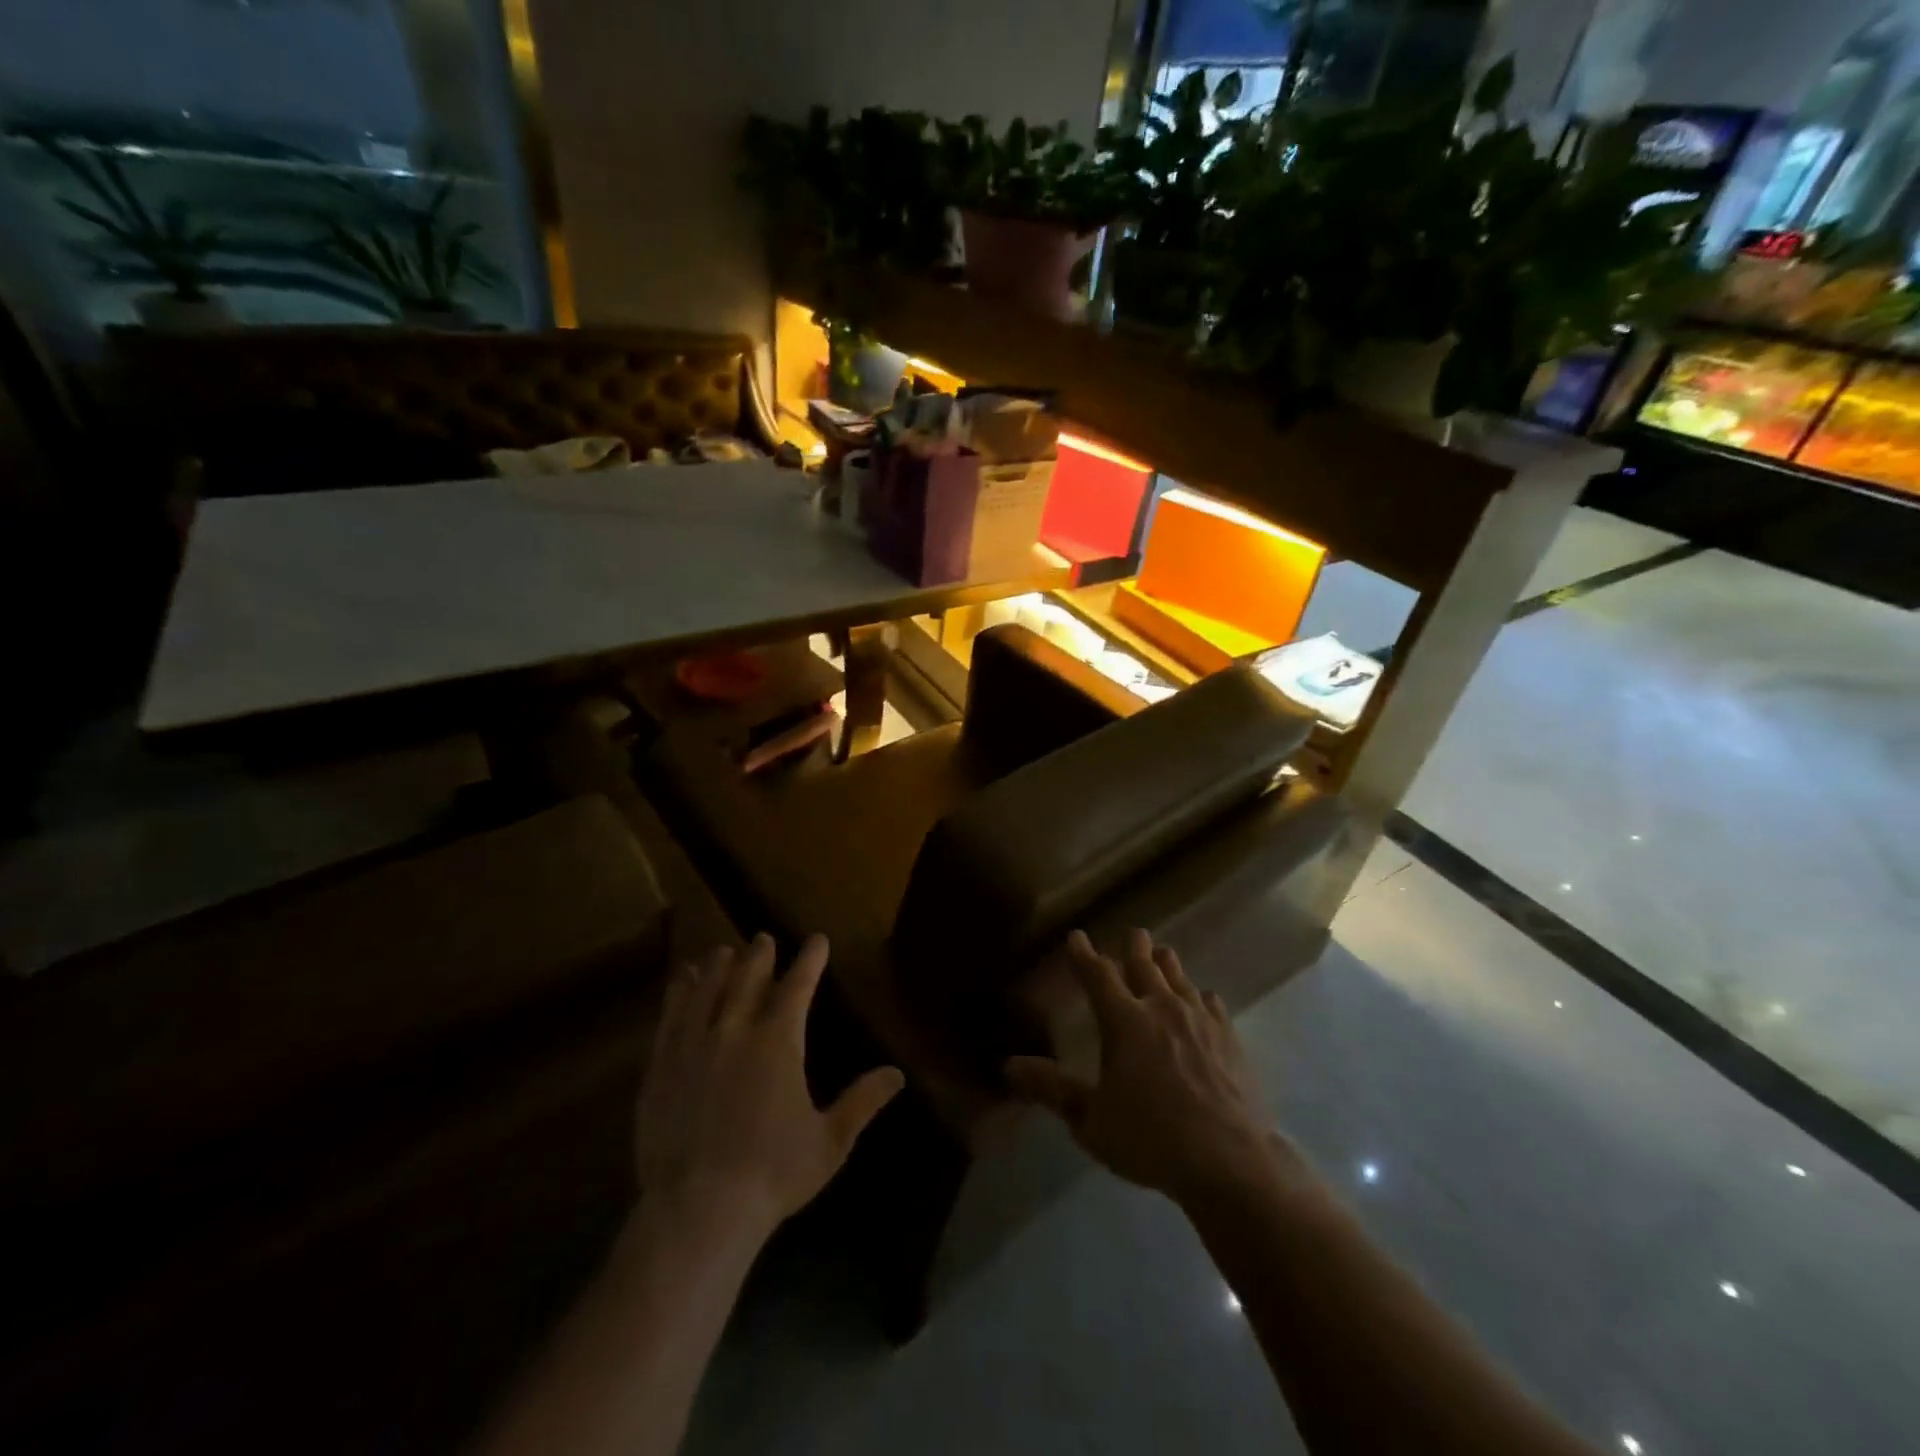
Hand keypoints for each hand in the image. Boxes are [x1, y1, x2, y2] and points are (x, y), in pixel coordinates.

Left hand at [635, 934, 902, 1235]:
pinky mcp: (661, 1065)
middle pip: (749, 977)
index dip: (810, 959)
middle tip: (763, 938)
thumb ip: (863, 1102)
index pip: (799, 985)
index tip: (817, 940)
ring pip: (708, 988)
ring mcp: (694, 1045)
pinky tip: (683, 981)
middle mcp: (736, 1030)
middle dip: (760, 954)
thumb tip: (898, 1074)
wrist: (698, 1209)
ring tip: (724, 952)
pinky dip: (681, 991)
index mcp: (779, 1042)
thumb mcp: (830, 1142)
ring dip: (719, 966)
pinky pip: (671, 1014)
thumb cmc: (773, 1174)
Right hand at [1006, 929, 1287, 1206]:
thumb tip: (1008, 1066)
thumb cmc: (1151, 1139)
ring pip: (1178, 974)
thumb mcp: (1091, 1120)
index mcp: (1123, 1021)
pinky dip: (1197, 995)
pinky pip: (1209, 1001)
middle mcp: (1161, 1007)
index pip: (1097, 974)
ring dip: (1165, 963)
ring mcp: (1199, 1018)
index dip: (1083, 954)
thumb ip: (1051, 1089)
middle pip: (1144, 962)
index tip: (1076, 936)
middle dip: (1133, 945)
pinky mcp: (1229, 1035)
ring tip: (1161, 956)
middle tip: (1130, 936)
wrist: (1230, 1161)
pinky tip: (1200, 1002)